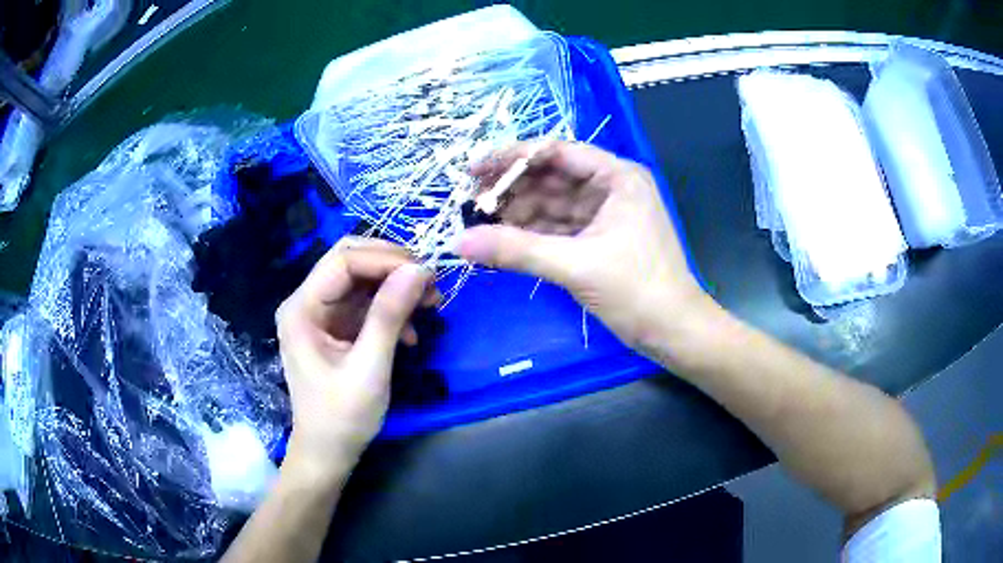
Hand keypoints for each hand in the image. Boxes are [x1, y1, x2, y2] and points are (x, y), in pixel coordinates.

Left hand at [275, 239, 437, 477]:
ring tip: (430, 304)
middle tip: (429, 283)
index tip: (427, 272)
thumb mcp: (369, 368)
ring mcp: (321, 314)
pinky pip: (366, 302)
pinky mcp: (336, 327)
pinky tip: (411, 333)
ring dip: (397, 287)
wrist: (329, 452)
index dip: (385, 259)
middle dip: (392, 267)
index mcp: (302, 309)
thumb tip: (420, 269)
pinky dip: (391, 309)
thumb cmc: (342, 417)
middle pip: (351, 262)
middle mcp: (307, 302)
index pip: (343, 261)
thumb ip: (389, 316)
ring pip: (362, 279)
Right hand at [459, 141, 709, 356]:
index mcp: (617, 177)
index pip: (557, 152)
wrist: (674, 332)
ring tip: (479, 224)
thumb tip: (459, 242)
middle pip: (552, 178)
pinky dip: (532, 234)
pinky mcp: (599, 240)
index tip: (474, 171)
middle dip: (512, 190)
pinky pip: (559, 228)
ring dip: (518, 214)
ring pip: (553, 204)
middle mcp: (612, 188)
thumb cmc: (638, 291)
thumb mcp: (576, 266)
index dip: (513, 158)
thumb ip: (517, 251)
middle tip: (470, 204)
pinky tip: (502, 241)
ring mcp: (606, 214)